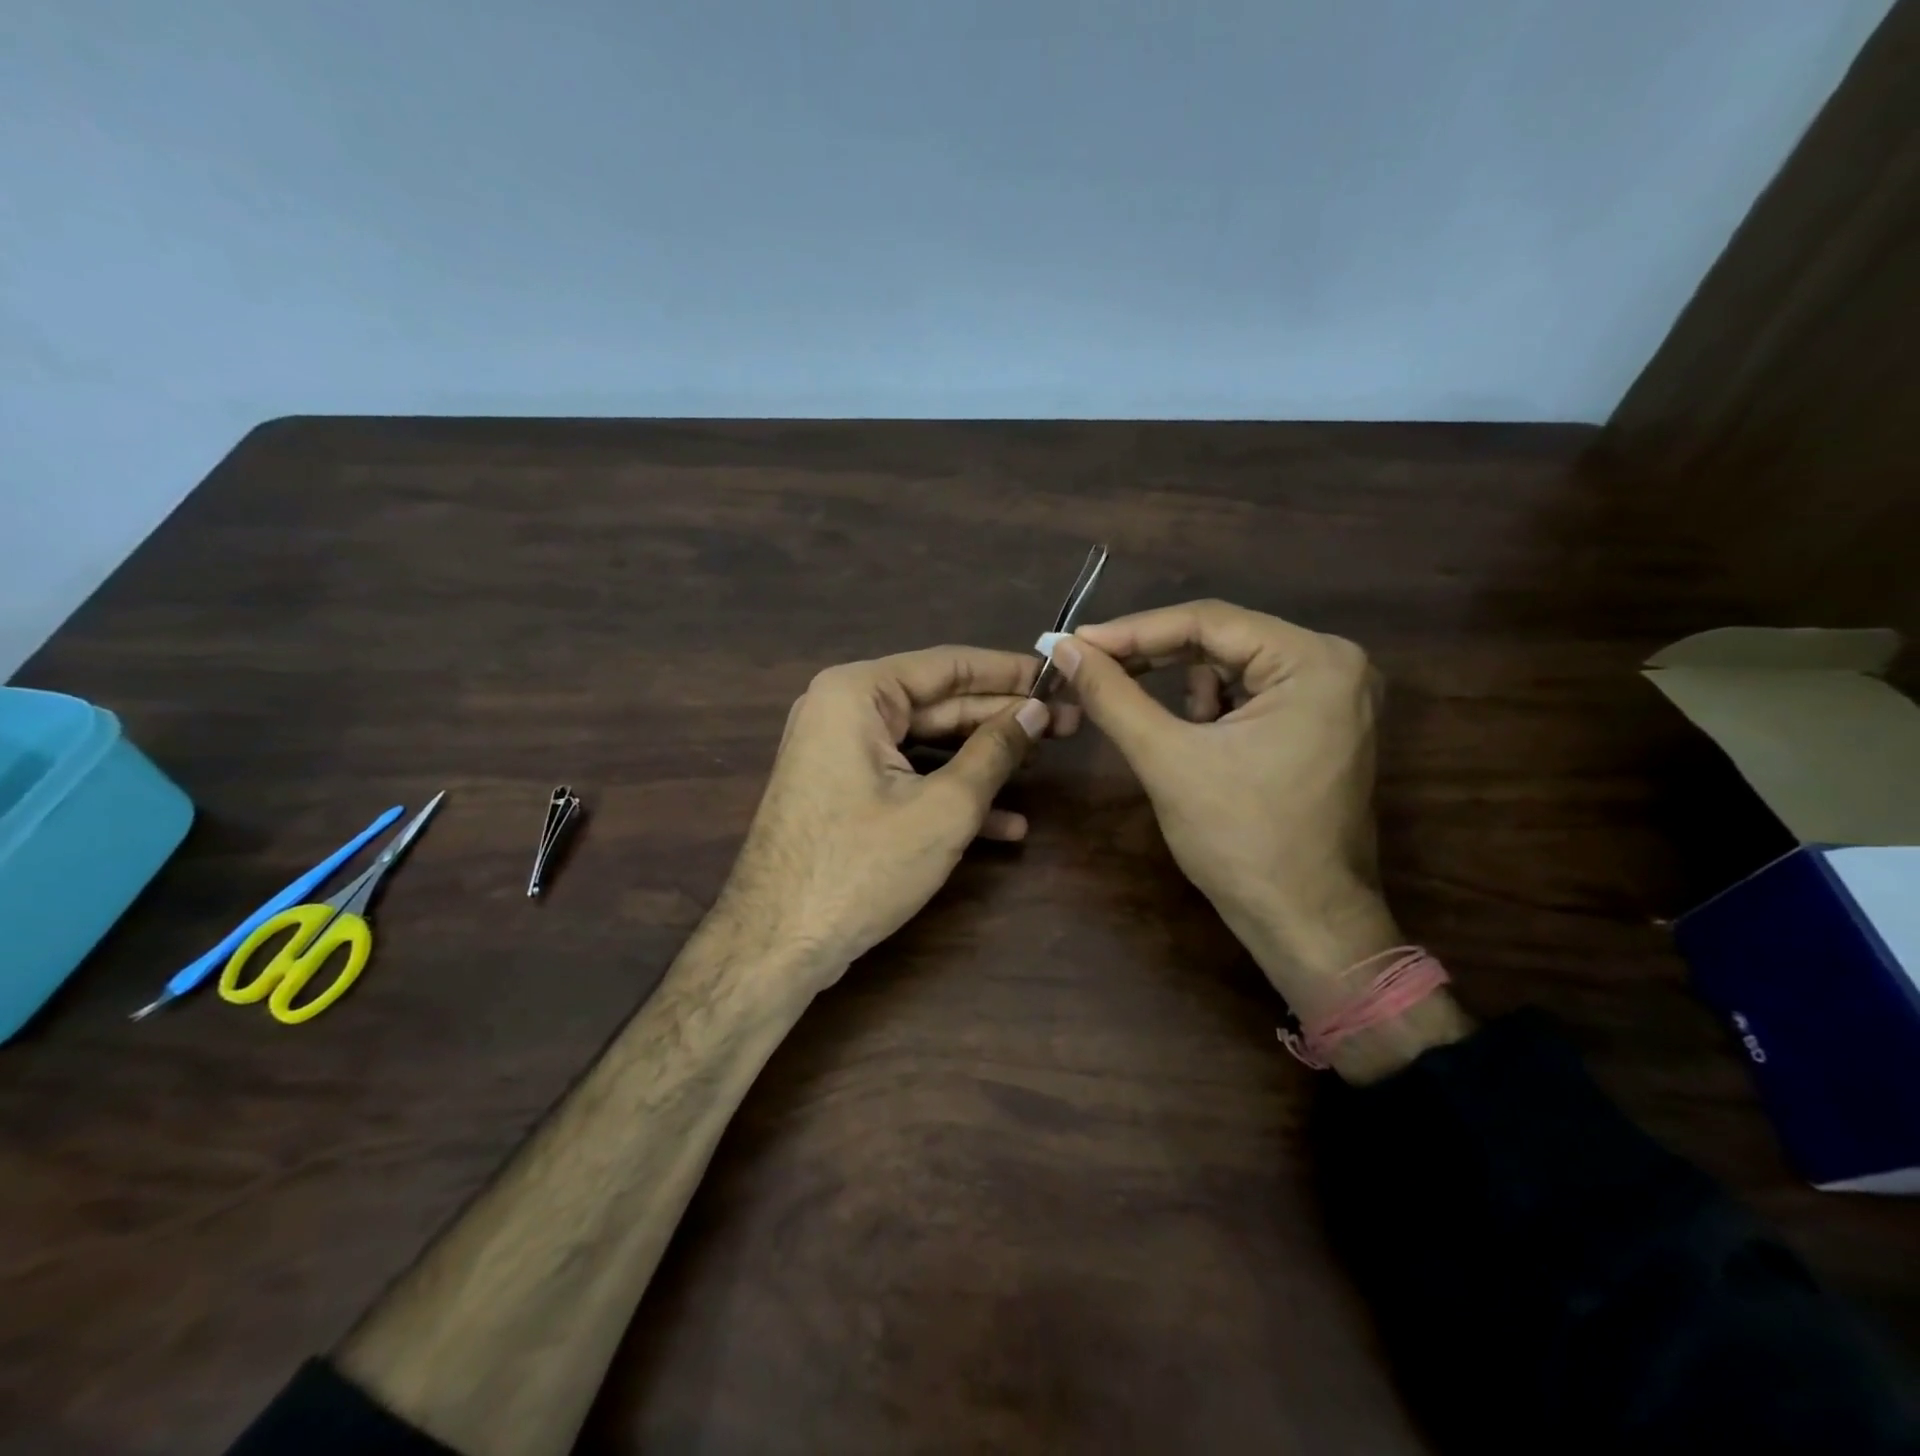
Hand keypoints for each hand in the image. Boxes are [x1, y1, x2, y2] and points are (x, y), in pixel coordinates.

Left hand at [708, 646, 1050, 999]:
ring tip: (1044, 765)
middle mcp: (844, 710)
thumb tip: (1036, 711)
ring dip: (983, 760)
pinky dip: (950, 793)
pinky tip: (1007, 822)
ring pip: (927, 744)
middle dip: (1002, 719)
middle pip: (939, 704)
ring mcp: (841, 753)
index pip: (949, 666)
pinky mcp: (845, 791)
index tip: (1059, 677)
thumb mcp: (944, 808)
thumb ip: (994, 751)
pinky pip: (906, 776)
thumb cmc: (862, 866)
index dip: (1009, 672)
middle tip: (1065, 724)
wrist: (776, 944)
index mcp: (858, 693)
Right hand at [1050, 601, 1398, 1016]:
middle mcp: (1337, 663)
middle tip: (1092, 667)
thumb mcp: (1167, 759)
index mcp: (1314, 660)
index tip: (1076, 642)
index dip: (1133, 630)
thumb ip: (1112, 695)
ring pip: (1234, 666)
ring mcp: (1337, 695)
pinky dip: (1213, 707)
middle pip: (1223, 639)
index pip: (1208, 621)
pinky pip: (1254, 693)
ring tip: (1154, 721)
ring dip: (1184, 686)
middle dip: (1155, 656)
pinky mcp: (1324, 723)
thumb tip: (1065, 648)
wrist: (1303, 922)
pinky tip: (1195, 738)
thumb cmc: (1241, 840)